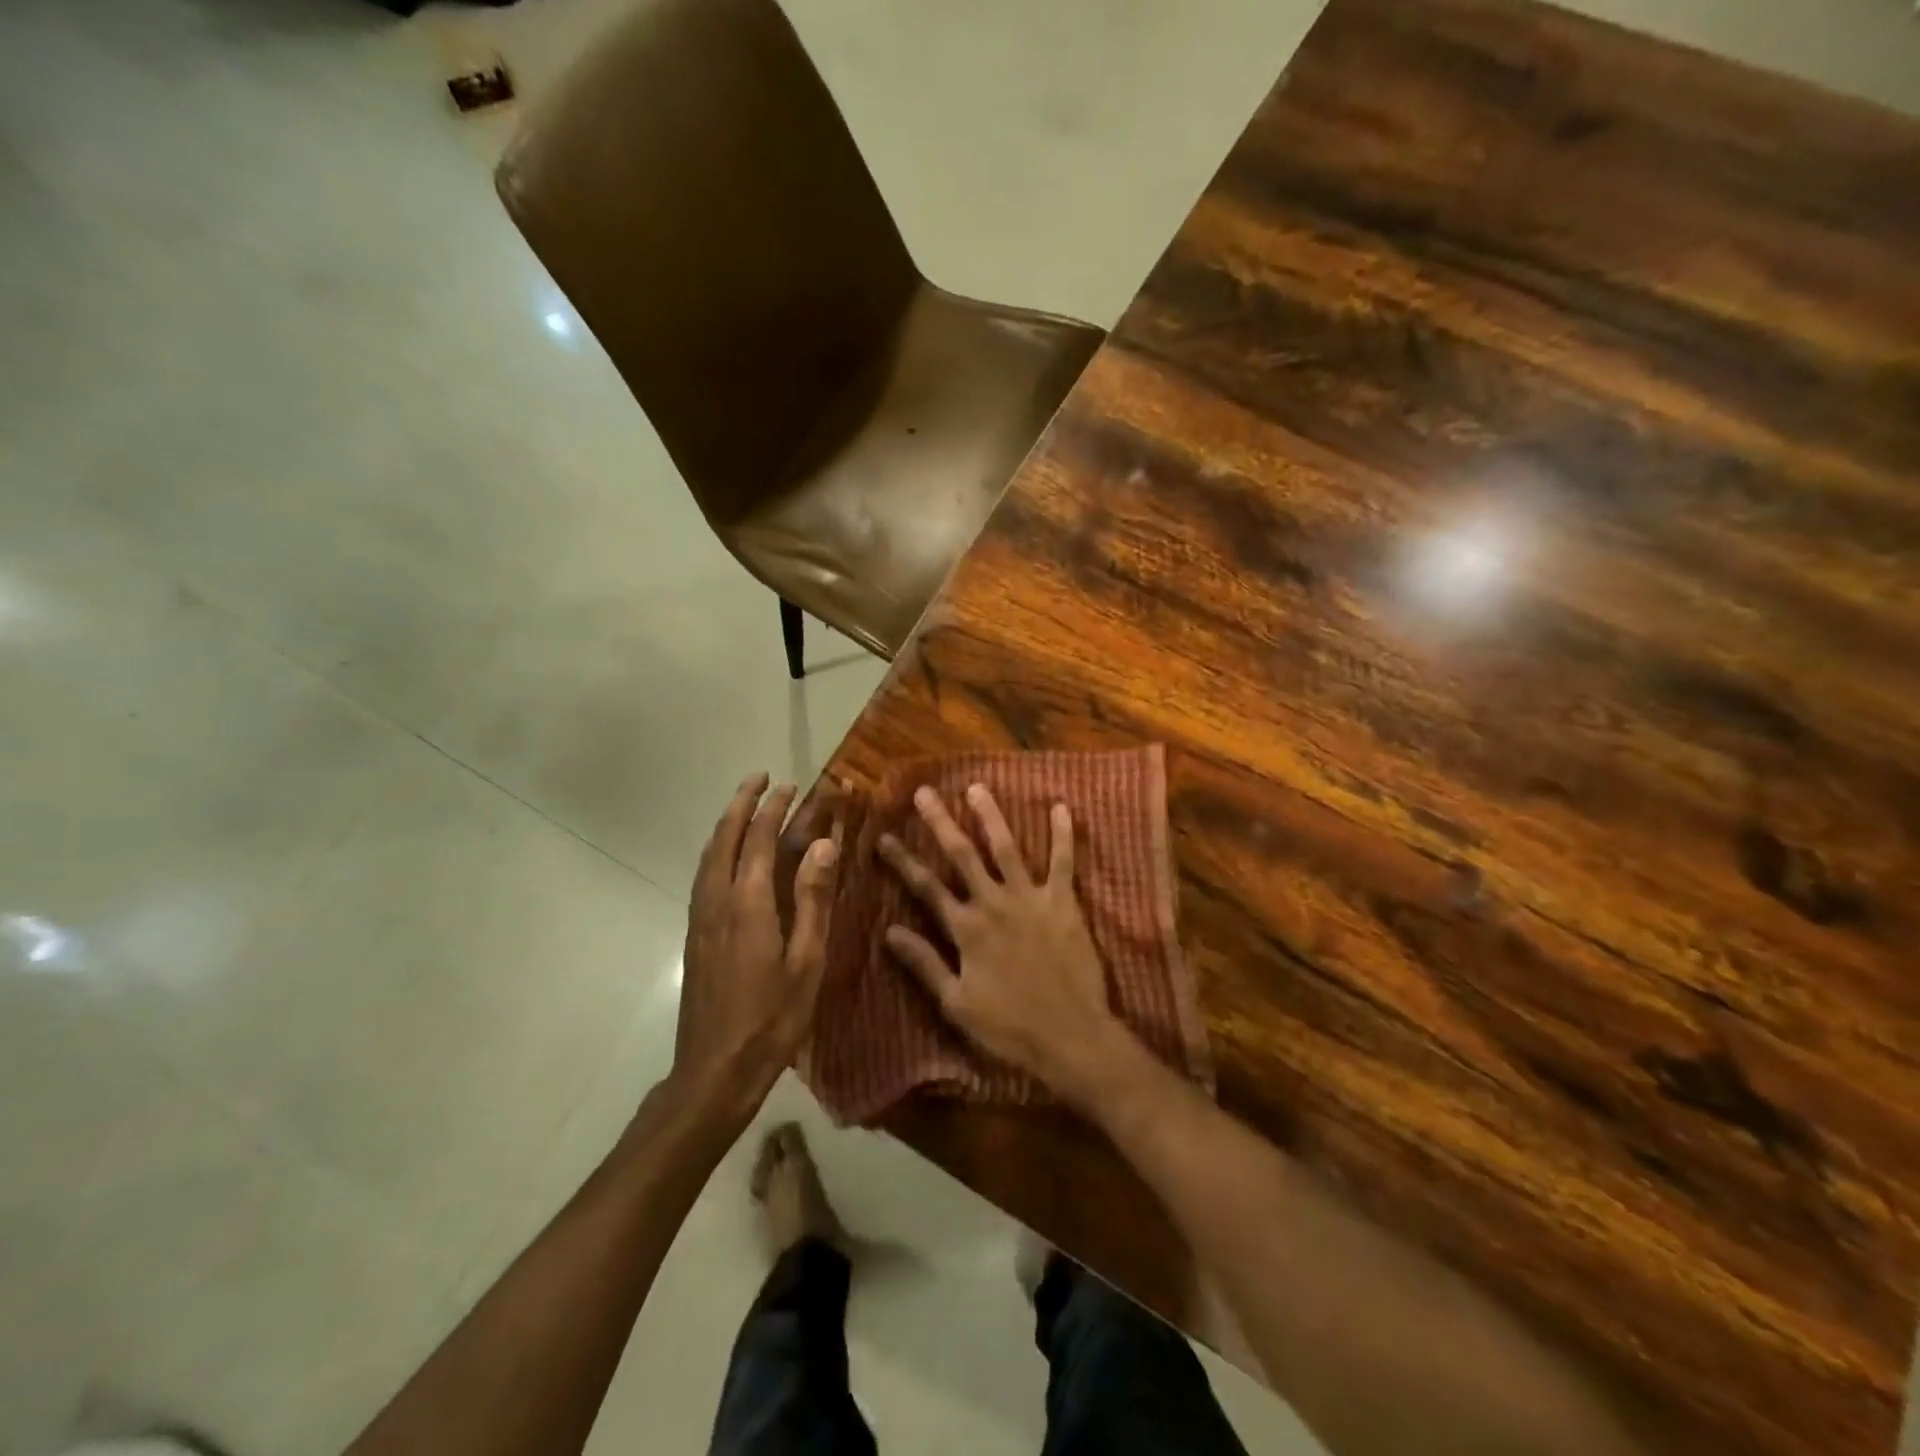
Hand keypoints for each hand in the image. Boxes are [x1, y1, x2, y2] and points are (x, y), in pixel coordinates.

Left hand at [677, 773, 838, 1124]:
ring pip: (709, 855)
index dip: (775, 808)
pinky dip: (717, 850)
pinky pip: (704, 875)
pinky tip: (728, 857)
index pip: (758, 839)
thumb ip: (813, 898)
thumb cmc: (772, 1018)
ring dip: (727, 823)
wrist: (714, 1069)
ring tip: (745, 806)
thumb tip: (823, 844)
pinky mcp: (695, 934)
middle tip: (761, 778)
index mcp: (748, 903)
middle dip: (743, 804)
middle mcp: (717, 900)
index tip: (791, 785)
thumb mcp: (807, 960)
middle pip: (725, 838)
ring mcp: (701, 917)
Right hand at [879, 784, 1125, 1100]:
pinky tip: (1060, 807)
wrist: (1071, 1036)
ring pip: (1006, 848)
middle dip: (941, 822)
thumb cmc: (1010, 1027)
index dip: (903, 861)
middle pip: (962, 855)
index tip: (883, 836)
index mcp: (966, 929)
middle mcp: (993, 903)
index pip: (926, 887)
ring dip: (990, 816)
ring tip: (977, 788)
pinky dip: (1062, 835)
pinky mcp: (1063, 903)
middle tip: (925, 792)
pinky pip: (1063, 862)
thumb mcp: (957, 1003)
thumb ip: (925, 963)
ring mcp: (1030, 899)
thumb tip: (889, 931)